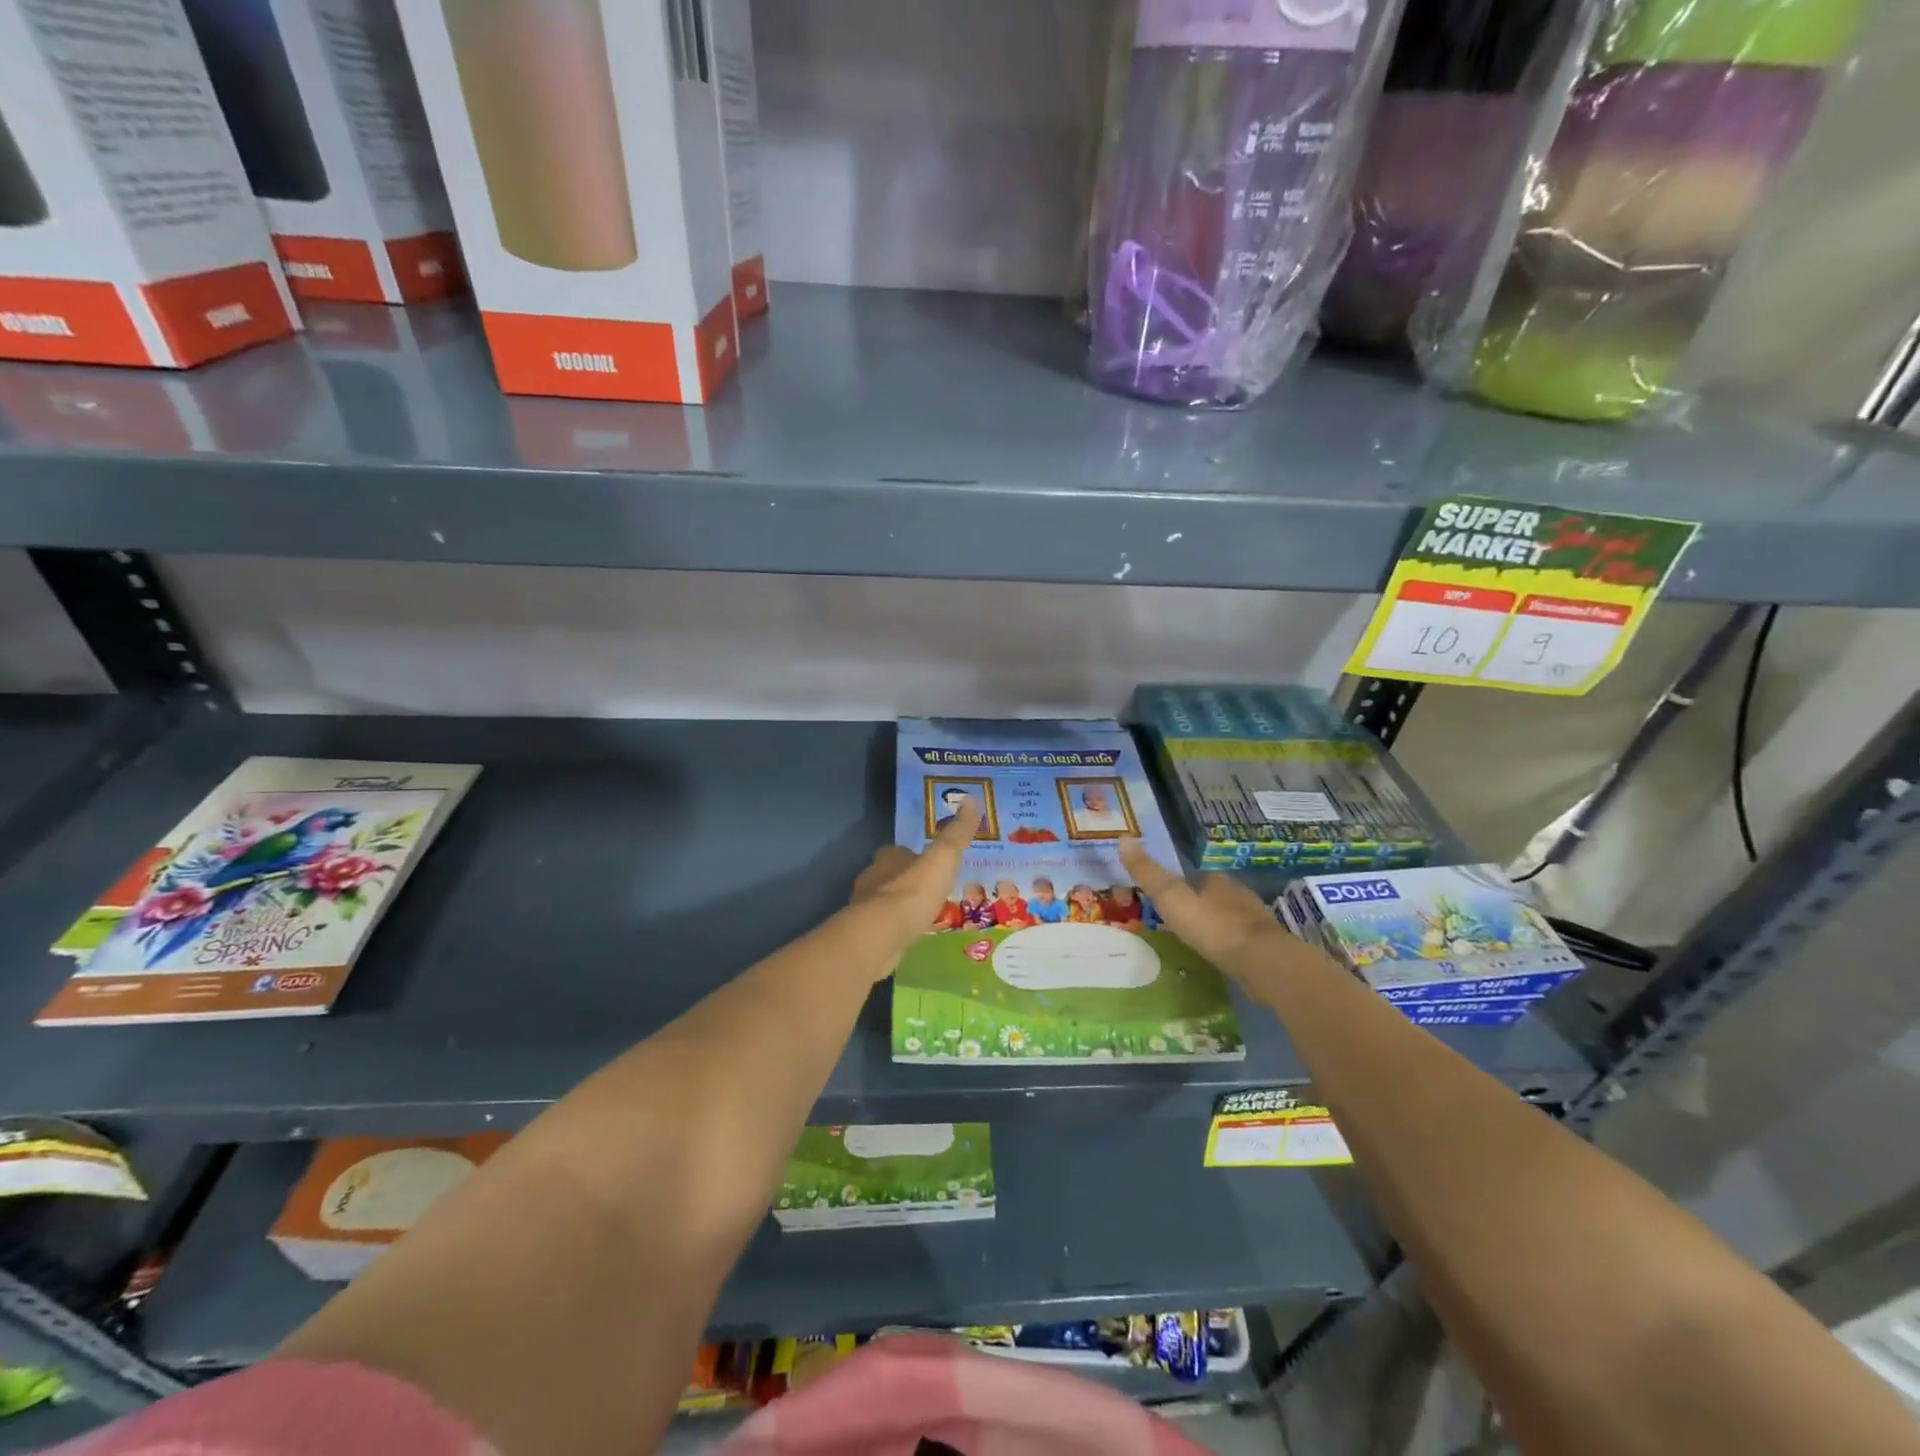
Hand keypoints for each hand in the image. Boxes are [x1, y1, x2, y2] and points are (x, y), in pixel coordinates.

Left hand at [849, 795, 981, 952]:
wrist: (882, 934)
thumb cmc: (913, 892)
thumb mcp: (943, 858)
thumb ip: (956, 834)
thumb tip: (970, 799)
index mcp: (889, 857)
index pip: (900, 851)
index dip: (914, 856)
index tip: (931, 866)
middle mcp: (873, 878)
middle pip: (891, 875)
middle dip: (907, 881)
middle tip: (930, 892)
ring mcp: (865, 908)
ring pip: (885, 902)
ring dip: (901, 906)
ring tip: (923, 915)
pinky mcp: (866, 933)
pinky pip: (884, 926)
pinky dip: (896, 928)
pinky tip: (910, 935)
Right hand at [1119, 838, 1289, 974]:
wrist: (1262, 961)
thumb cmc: (1212, 926)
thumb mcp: (1171, 898)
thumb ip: (1148, 873)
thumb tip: (1123, 838)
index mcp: (1215, 880)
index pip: (1195, 877)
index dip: (1181, 887)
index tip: (1168, 901)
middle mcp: (1238, 893)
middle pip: (1214, 896)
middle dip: (1200, 906)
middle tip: (1181, 922)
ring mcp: (1255, 919)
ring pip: (1230, 917)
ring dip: (1216, 925)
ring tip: (1199, 941)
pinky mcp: (1266, 945)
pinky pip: (1242, 940)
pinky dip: (1230, 944)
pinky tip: (1222, 956)